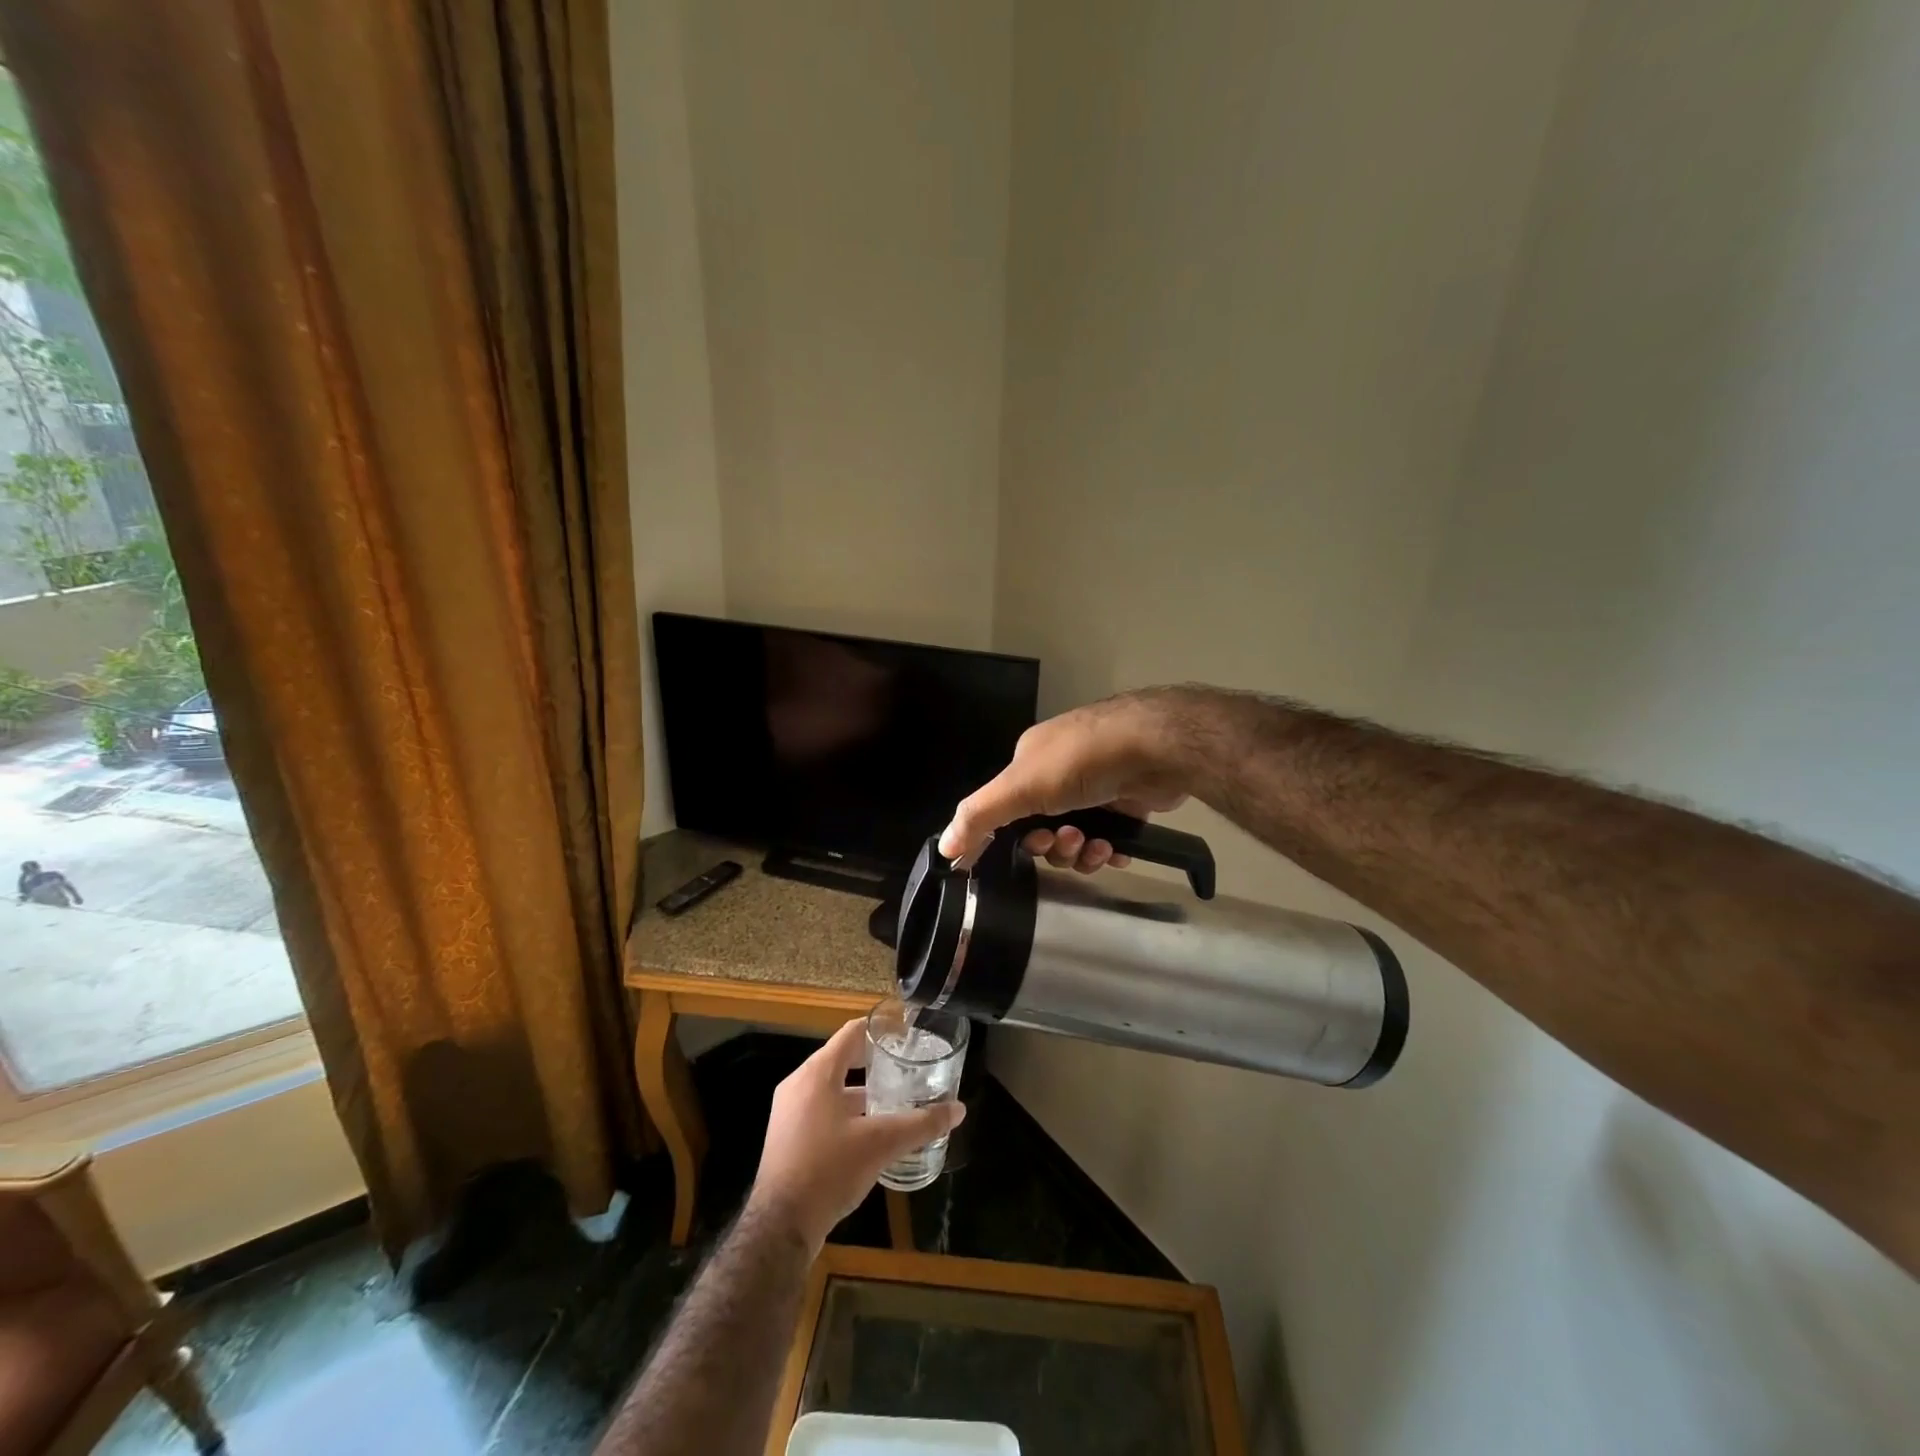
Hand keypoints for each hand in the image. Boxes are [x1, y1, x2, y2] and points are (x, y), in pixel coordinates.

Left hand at [746, 1020, 965, 1252]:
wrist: (780, 1227)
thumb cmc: (829, 1170)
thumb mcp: (881, 1144)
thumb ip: (921, 1124)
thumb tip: (958, 1109)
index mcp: (817, 1073)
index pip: (851, 1033)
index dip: (880, 1030)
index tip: (907, 1035)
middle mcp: (798, 1084)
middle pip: (842, 1059)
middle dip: (874, 1062)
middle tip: (907, 1067)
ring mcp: (789, 1112)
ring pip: (832, 1088)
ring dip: (861, 1090)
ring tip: (895, 1099)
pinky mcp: (787, 1137)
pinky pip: (821, 1110)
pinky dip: (846, 1111)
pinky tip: (870, 1132)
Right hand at [937, 689, 1194, 871]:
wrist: (1157, 748)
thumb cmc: (1082, 761)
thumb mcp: (1020, 786)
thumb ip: (980, 816)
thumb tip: (943, 847)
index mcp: (1030, 762)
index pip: (1004, 808)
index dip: (1003, 837)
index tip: (1010, 858)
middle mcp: (1061, 773)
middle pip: (1041, 829)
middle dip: (1051, 845)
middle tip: (1064, 842)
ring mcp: (1097, 789)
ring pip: (1075, 839)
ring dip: (1080, 851)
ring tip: (1096, 845)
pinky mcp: (1128, 805)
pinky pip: (1108, 840)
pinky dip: (1108, 851)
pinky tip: (1116, 851)